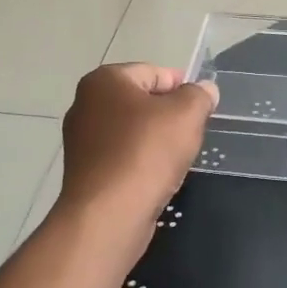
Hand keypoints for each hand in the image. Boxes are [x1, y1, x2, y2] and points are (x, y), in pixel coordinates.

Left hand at [55, 63, 217, 249]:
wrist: (108, 215)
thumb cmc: (146, 152)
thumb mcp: (186, 115)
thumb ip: (199, 96)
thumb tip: (205, 89)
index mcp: (105, 80)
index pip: (153, 72)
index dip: (181, 86)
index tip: (201, 106)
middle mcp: (85, 104)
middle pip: (140, 101)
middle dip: (168, 114)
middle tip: (192, 132)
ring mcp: (81, 139)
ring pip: (131, 130)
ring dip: (155, 140)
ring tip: (176, 158)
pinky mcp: (84, 171)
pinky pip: (121, 156)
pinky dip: (140, 162)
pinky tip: (156, 177)